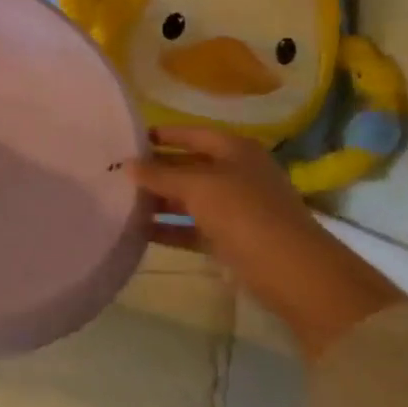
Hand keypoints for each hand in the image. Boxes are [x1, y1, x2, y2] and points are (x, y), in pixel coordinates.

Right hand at [129, 126, 404, 359]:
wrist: (293, 272)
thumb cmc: (245, 214)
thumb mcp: (198, 186)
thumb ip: (160, 174)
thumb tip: (128, 165)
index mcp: (235, 151)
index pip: (192, 134)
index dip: (161, 134)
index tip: (126, 139)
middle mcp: (236, 174)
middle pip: (187, 166)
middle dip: (154, 170)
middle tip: (114, 173)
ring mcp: (235, 208)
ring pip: (187, 199)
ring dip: (157, 201)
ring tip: (118, 202)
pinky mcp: (230, 239)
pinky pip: (191, 228)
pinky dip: (167, 228)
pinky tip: (137, 231)